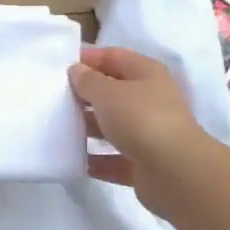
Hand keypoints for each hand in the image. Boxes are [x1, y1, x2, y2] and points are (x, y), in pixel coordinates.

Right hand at [69, 46, 210, 216]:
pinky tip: (72, 160)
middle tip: (55, 98)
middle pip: (113, 92)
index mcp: (146, 74)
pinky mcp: (144, 164)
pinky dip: (95, 159)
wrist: (175, 172)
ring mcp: (148, 133)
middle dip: (85, 95)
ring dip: (88, 128)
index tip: (60, 67)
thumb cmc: (141, 119)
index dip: (88, 59)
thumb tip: (77, 71)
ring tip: (58, 128)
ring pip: (112, 126)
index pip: (114, 57)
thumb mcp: (108, 93)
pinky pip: (113, 158)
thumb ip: (88, 80)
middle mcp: (150, 100)